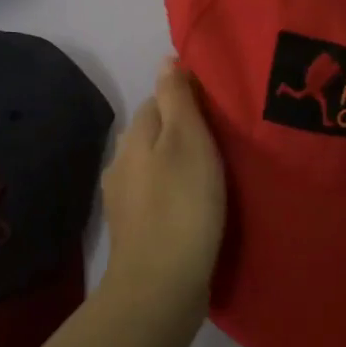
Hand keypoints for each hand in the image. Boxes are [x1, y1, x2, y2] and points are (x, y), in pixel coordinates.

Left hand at [99, 59, 226, 323]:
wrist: (161, 286)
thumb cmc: (182, 204)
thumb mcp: (187, 139)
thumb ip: (176, 98)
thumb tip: (166, 60)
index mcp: (134, 136)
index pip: (157, 100)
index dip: (186, 99)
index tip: (219, 108)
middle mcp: (121, 163)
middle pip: (154, 133)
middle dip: (183, 132)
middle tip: (224, 141)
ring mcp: (124, 200)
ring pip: (155, 167)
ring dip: (178, 166)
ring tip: (216, 175)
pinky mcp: (135, 231)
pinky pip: (157, 198)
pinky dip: (175, 195)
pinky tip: (196, 208)